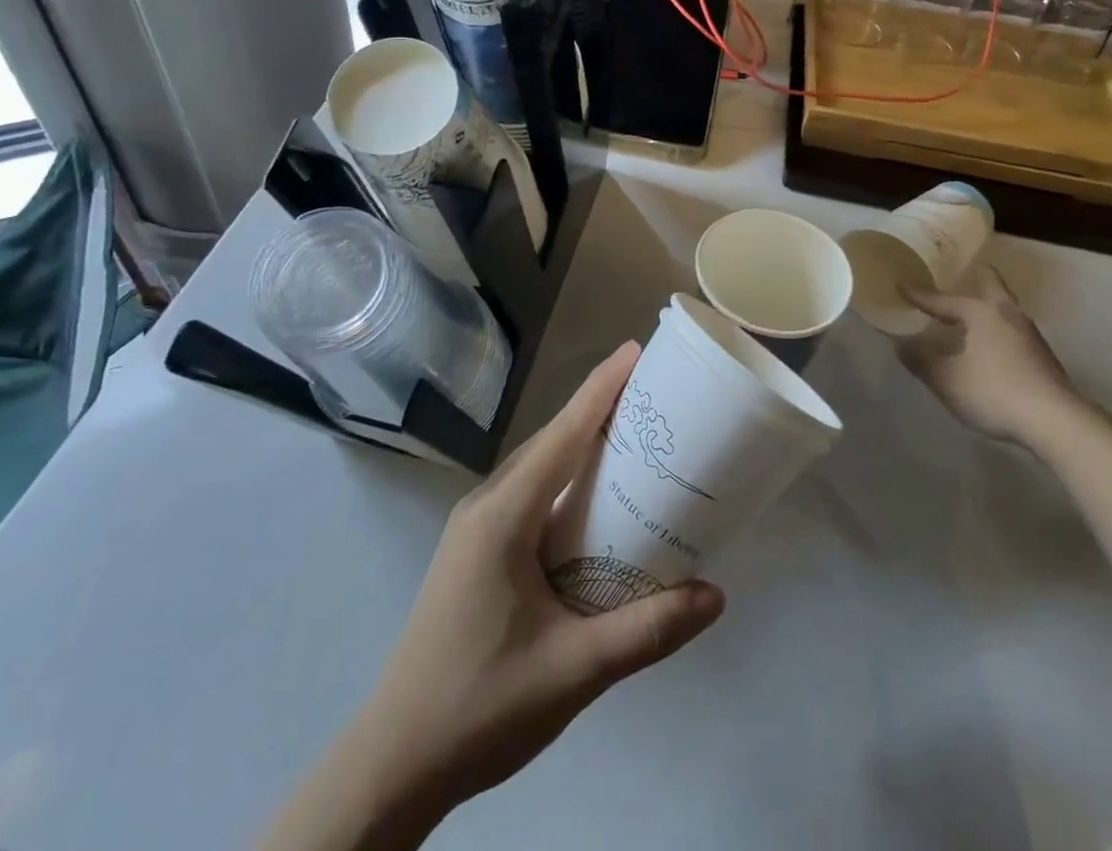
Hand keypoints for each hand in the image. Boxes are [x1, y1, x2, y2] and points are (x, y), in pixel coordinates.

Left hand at [272, 343, 724, 849]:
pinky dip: (564, 479)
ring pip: (537, 467)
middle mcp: (485, 506)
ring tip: (631, 436)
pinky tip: (592, 502)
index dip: (600, 388)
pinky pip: (528, 493)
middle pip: (550, 441)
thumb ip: (647, 631)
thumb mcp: (574, 671)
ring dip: (579, 444)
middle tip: (652, 396)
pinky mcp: (474, 550)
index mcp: (503, 516)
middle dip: (597, 410)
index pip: (562, 435)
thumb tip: (715, 595)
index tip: (635, 350)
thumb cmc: (482, 706)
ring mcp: (474, 527)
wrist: (395, 762)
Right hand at [903, 264, 1079, 444]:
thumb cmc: (994, 391)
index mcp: (980, 311)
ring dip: (984, 307)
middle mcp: (1007, 313)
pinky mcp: (1042, 356)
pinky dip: (995, 329)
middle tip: (954, 277)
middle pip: (990, 283)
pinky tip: (987, 346)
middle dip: (971, 278)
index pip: (943, 299)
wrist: (1056, 422)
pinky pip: (1011, 330)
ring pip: (1003, 308)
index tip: (901, 284)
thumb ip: (920, 360)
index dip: (919, 295)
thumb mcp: (946, 379)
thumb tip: (900, 344)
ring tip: (966, 316)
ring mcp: (1030, 334)